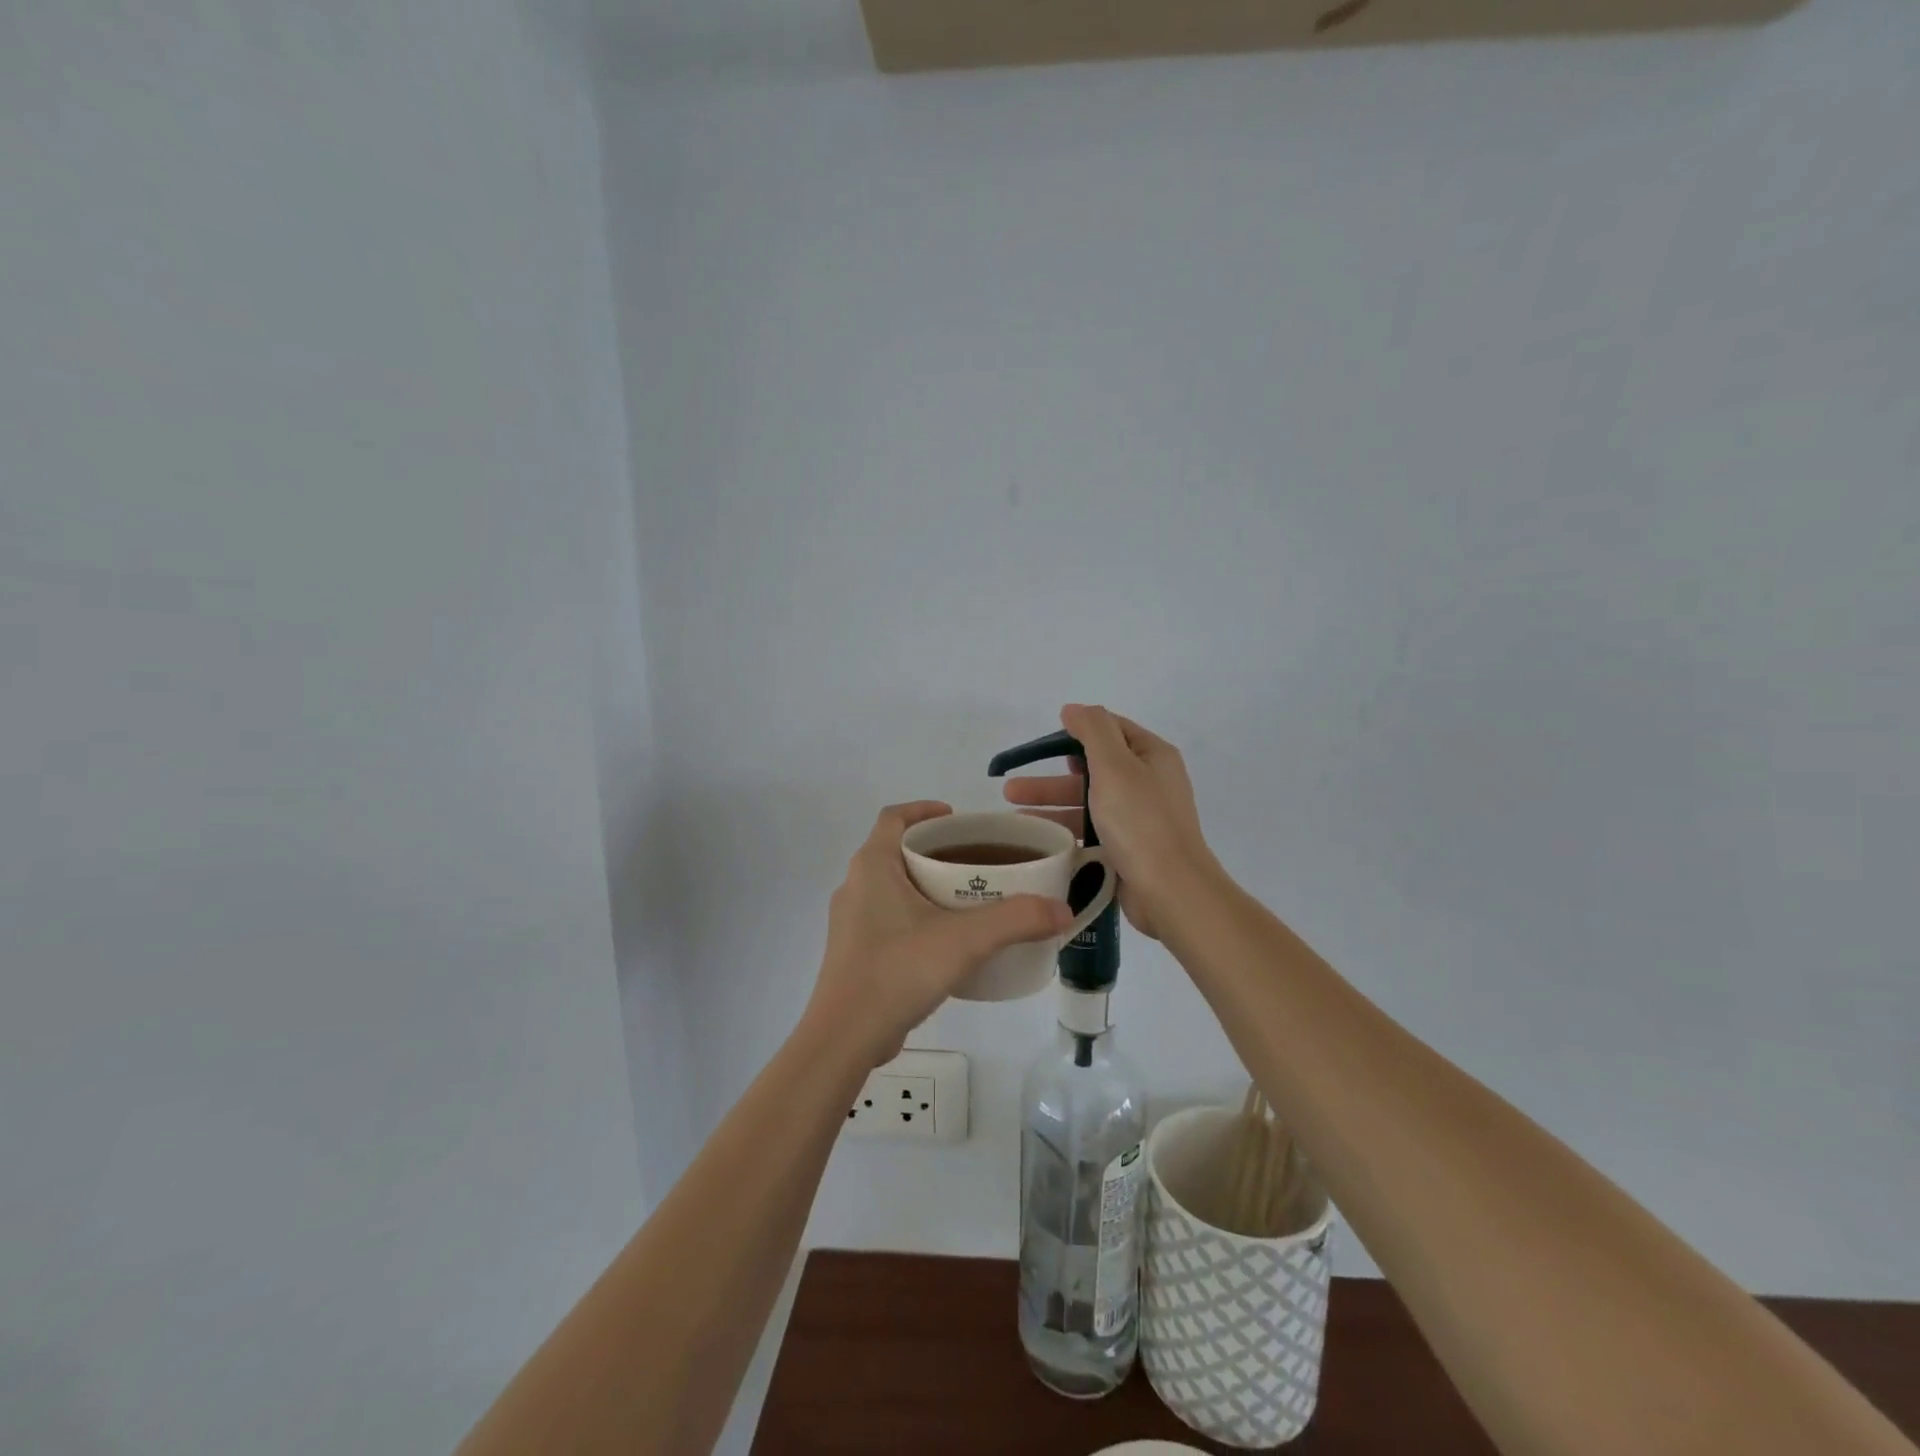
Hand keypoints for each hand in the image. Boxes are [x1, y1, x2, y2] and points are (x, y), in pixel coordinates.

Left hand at [805, 801, 1072, 1066]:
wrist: (845, 1038)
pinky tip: (946, 941)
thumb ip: (1016, 920)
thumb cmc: (897, 971)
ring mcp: (851, 921)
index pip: (895, 817)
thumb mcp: (965, 940)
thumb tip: (1063, 909)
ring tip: (968, 899)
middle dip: (936, 850)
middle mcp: (855, 885)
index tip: (959, 819)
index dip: (925, 809)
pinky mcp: (854, 952)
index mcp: (872, 866)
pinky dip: (916, 915)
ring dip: (926, 884)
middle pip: (897, 850)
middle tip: (977, 861)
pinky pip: (888, 917)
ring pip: (892, 886)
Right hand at [1001, 705, 1221, 941]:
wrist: (1171, 890)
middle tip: (1010, 790)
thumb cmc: (1140, 821)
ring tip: (1014, 818)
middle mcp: (1149, 782)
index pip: (1111, 730)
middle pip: (1092, 770)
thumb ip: (1093, 731)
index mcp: (1152, 756)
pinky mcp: (1130, 849)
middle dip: (1051, 778)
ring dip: (1052, 807)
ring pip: (1088, 804)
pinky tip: (1039, 840)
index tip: (1042, 745)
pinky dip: (1066, 832)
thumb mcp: (1115, 765)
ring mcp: (1139, 818)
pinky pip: (1092, 832)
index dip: (1076, 732)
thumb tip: (1074, 709)